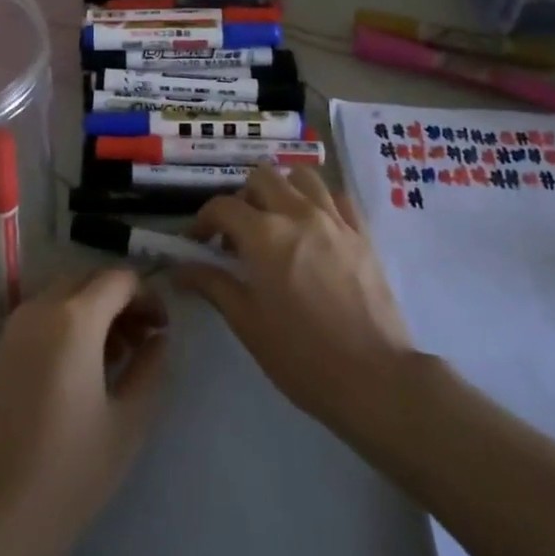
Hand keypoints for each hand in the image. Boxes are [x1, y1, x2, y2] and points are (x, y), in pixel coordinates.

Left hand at [0, 270, 168, 555]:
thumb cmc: (70, 473)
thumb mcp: (127, 423)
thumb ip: (150, 369)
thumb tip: (159, 339)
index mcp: (74, 318)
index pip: (119, 280)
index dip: (148, 296)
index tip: (163, 329)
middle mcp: (40, 309)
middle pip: (88, 281)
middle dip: (119, 301)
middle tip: (142, 341)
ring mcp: (13, 328)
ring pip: (61, 296)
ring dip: (92, 311)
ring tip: (115, 358)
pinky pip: (39, 318)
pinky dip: (65, 325)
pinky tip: (78, 371)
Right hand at [175, 165, 413, 426]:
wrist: (376, 379)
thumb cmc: (302, 356)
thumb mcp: (247, 322)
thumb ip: (212, 285)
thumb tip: (178, 270)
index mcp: (264, 234)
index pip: (222, 206)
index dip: (203, 221)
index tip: (198, 242)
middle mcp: (298, 213)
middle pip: (261, 177)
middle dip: (243, 198)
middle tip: (239, 233)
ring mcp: (334, 220)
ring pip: (302, 177)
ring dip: (283, 190)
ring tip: (278, 222)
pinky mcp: (362, 234)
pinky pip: (338, 198)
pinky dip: (320, 203)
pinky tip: (315, 228)